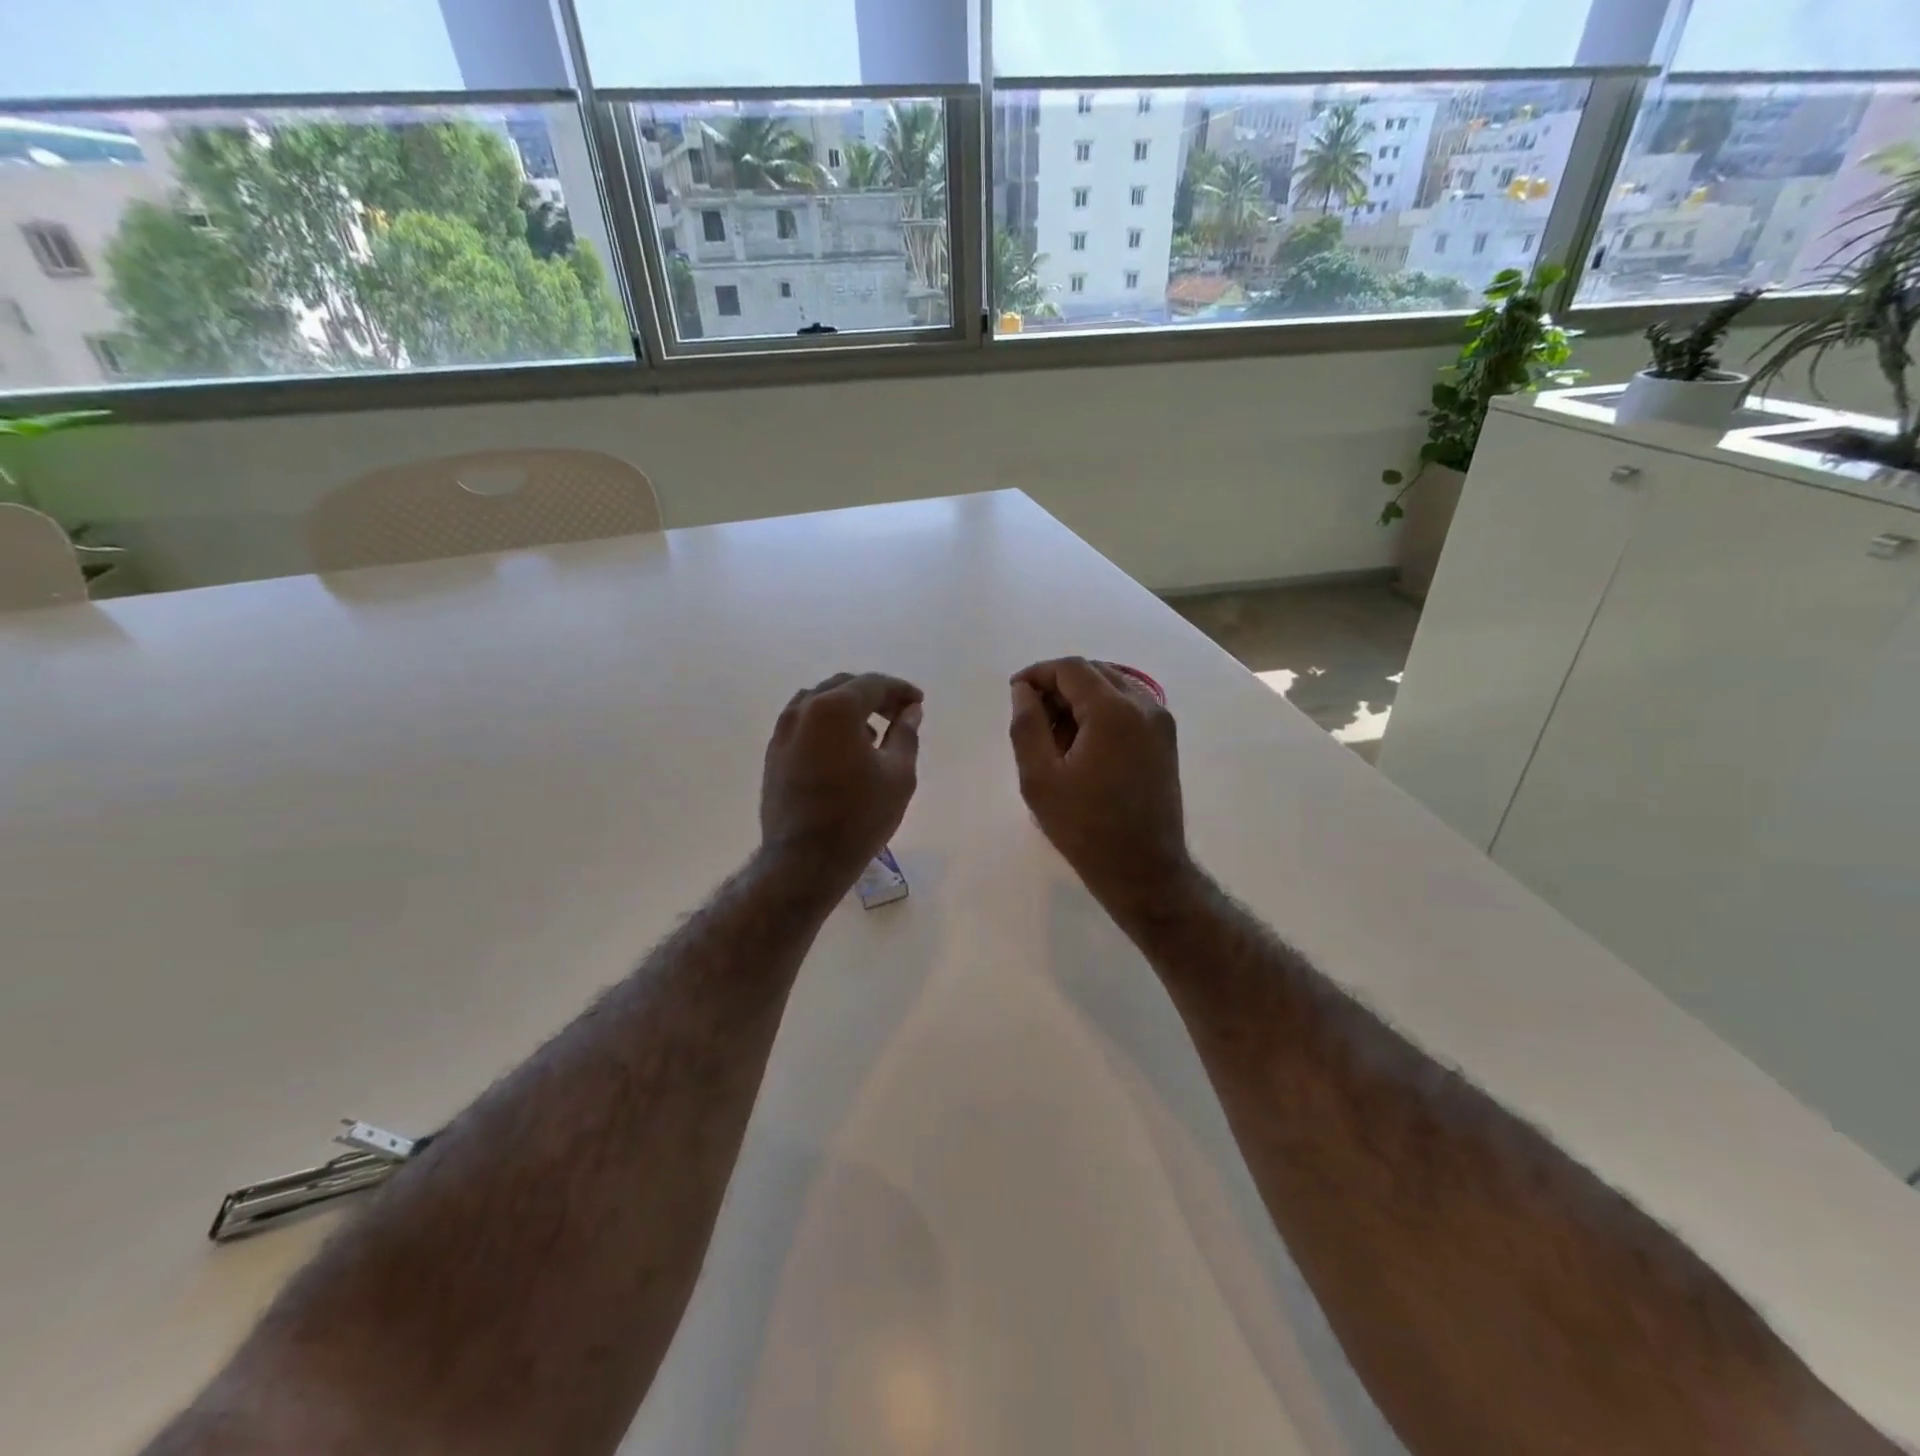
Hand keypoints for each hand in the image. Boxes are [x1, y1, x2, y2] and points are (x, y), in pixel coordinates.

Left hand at [761, 672, 922, 886]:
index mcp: (835, 708)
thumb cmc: (859, 816)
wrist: (803, 860)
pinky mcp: (774, 753)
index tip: (919, 702)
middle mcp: (803, 709)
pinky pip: (805, 723)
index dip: (900, 690)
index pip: (873, 684)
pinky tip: (845, 750)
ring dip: (849, 708)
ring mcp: (783, 731)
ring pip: (820, 702)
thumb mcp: (898, 775)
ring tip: (874, 733)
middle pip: (844, 687)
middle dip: (875, 695)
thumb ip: (906, 734)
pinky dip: (828, 724)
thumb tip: (911, 711)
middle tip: (900, 714)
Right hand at [1009, 657, 1191, 910]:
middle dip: (1058, 686)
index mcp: (1114, 711)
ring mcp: (1160, 723)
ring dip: (1079, 699)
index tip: (1014, 694)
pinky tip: (1081, 746)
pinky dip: (1101, 713)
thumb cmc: (1086, 827)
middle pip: (1094, 673)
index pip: (1071, 668)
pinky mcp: (1165, 741)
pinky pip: (1128, 707)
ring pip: (1112, 688)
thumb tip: (1023, 690)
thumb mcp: (1040, 779)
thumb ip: (1027, 726)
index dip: (1038, 674)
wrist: (1144, 870)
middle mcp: (1144, 706)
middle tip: (1032, 718)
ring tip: (1054, 736)